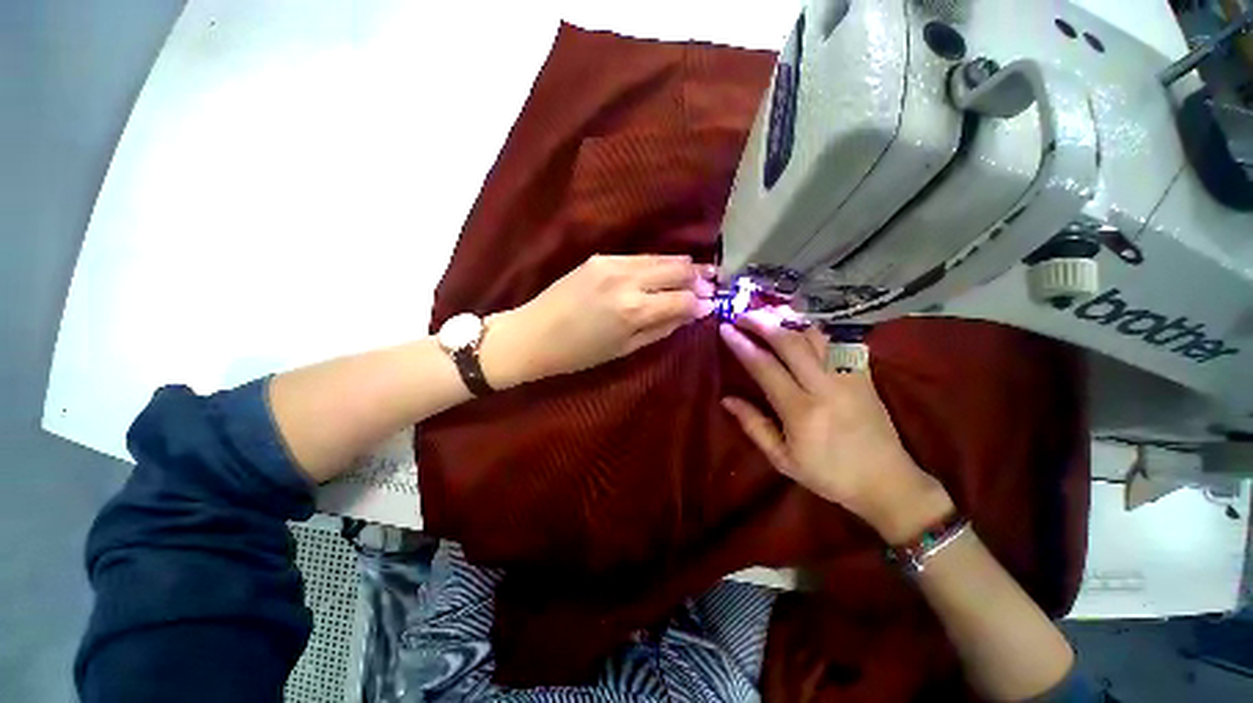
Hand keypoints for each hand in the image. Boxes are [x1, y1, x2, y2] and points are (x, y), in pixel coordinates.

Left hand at [481, 254, 715, 386]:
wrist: (533, 334)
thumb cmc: (579, 353)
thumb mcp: (625, 350)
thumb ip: (661, 329)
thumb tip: (690, 314)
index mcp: (634, 311)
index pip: (683, 299)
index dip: (701, 302)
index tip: (711, 304)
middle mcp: (628, 281)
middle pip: (678, 270)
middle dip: (698, 278)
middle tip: (710, 285)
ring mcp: (613, 264)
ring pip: (661, 258)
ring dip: (681, 267)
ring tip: (694, 275)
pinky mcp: (600, 257)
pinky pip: (640, 257)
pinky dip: (656, 264)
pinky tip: (662, 271)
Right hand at [719, 309, 952, 543]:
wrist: (887, 482)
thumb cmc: (829, 475)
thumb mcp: (782, 459)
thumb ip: (753, 426)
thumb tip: (726, 399)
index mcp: (801, 411)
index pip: (764, 367)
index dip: (742, 345)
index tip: (725, 329)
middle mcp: (825, 387)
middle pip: (790, 342)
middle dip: (762, 323)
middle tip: (743, 315)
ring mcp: (849, 377)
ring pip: (816, 336)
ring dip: (789, 321)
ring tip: (768, 313)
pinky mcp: (864, 375)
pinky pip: (839, 342)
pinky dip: (817, 329)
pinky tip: (802, 324)